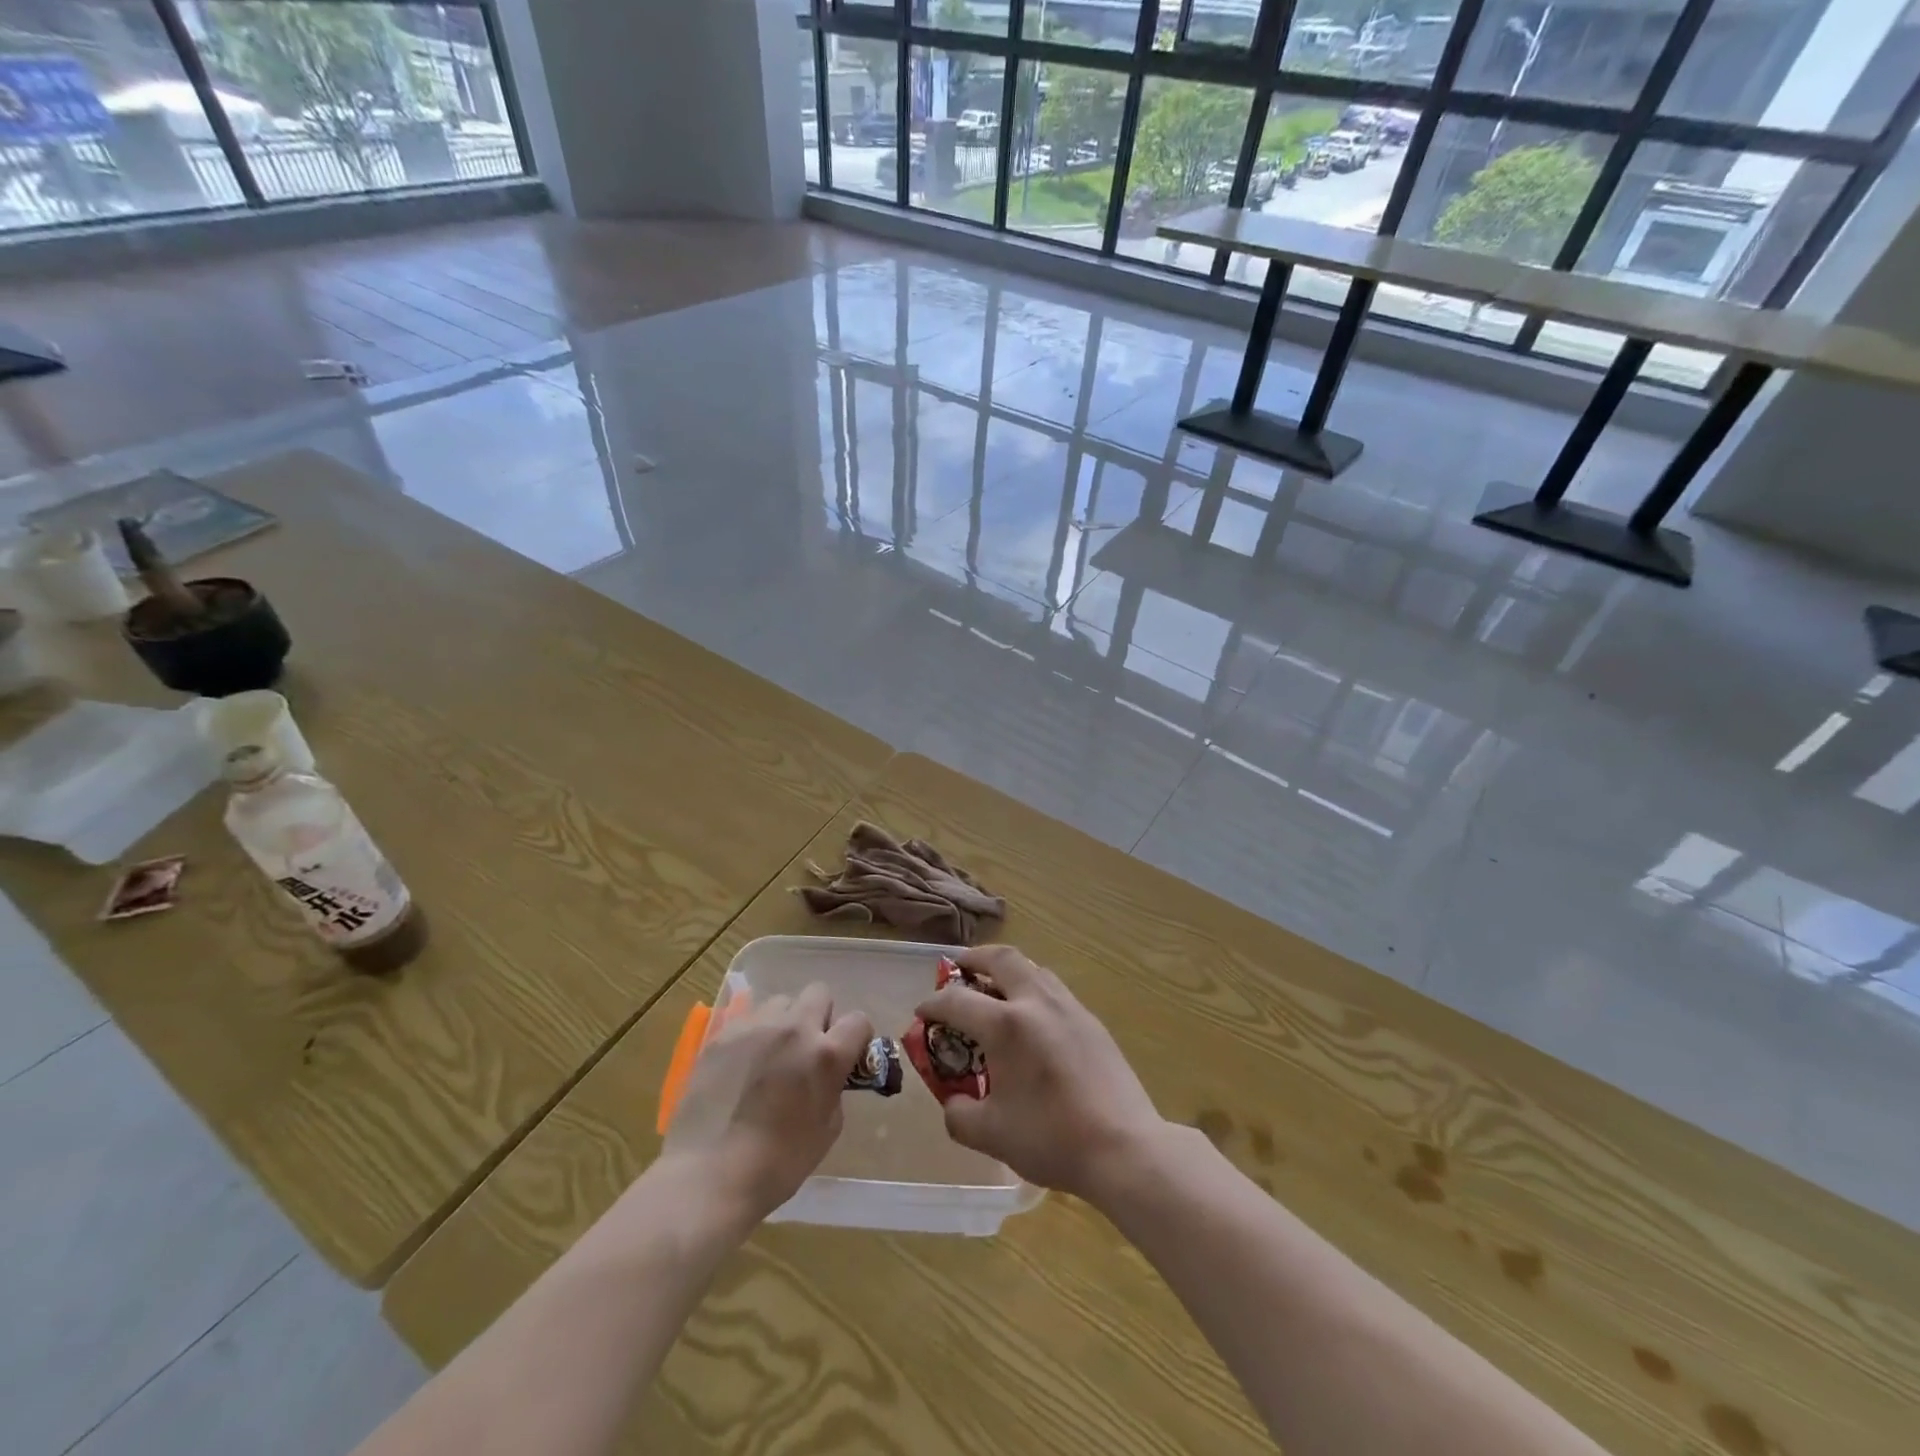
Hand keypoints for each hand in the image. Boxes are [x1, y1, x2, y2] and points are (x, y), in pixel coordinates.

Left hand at [659, 984, 873, 1228]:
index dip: (857, 1038)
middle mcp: (794, 1028)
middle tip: (808, 1049)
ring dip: (785, 1022)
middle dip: (820, 1017)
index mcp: (826, 1054)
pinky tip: (742, 1065)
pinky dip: (753, 1035)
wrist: (709, 1175)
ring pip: (781, 1002)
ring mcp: (755, 1026)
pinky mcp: (722, 1034)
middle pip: (819, 993)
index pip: (858, 1021)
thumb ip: (833, 1089)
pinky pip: (748, 1019)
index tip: (848, 1056)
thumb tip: (829, 1076)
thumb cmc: (778, 1164)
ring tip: (771, 1055)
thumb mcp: (827, 1130)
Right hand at [914, 946, 1165, 1203]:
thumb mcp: (991, 1135)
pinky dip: (1031, 988)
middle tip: (958, 969)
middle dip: (973, 959)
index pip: (956, 1000)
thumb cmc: (1052, 1140)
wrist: (1124, 1146)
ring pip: (1032, 968)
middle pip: (1000, 958)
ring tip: (993, 989)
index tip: (922, 1013)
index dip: (932, 1004)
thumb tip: (953, 1100)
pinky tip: (1030, 1017)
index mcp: (1006, 1025)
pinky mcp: (1090, 1020)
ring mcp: (1068, 1007)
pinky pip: (1053, 988)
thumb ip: (959, 1114)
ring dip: (1006, 970)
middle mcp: (1036, 1002)